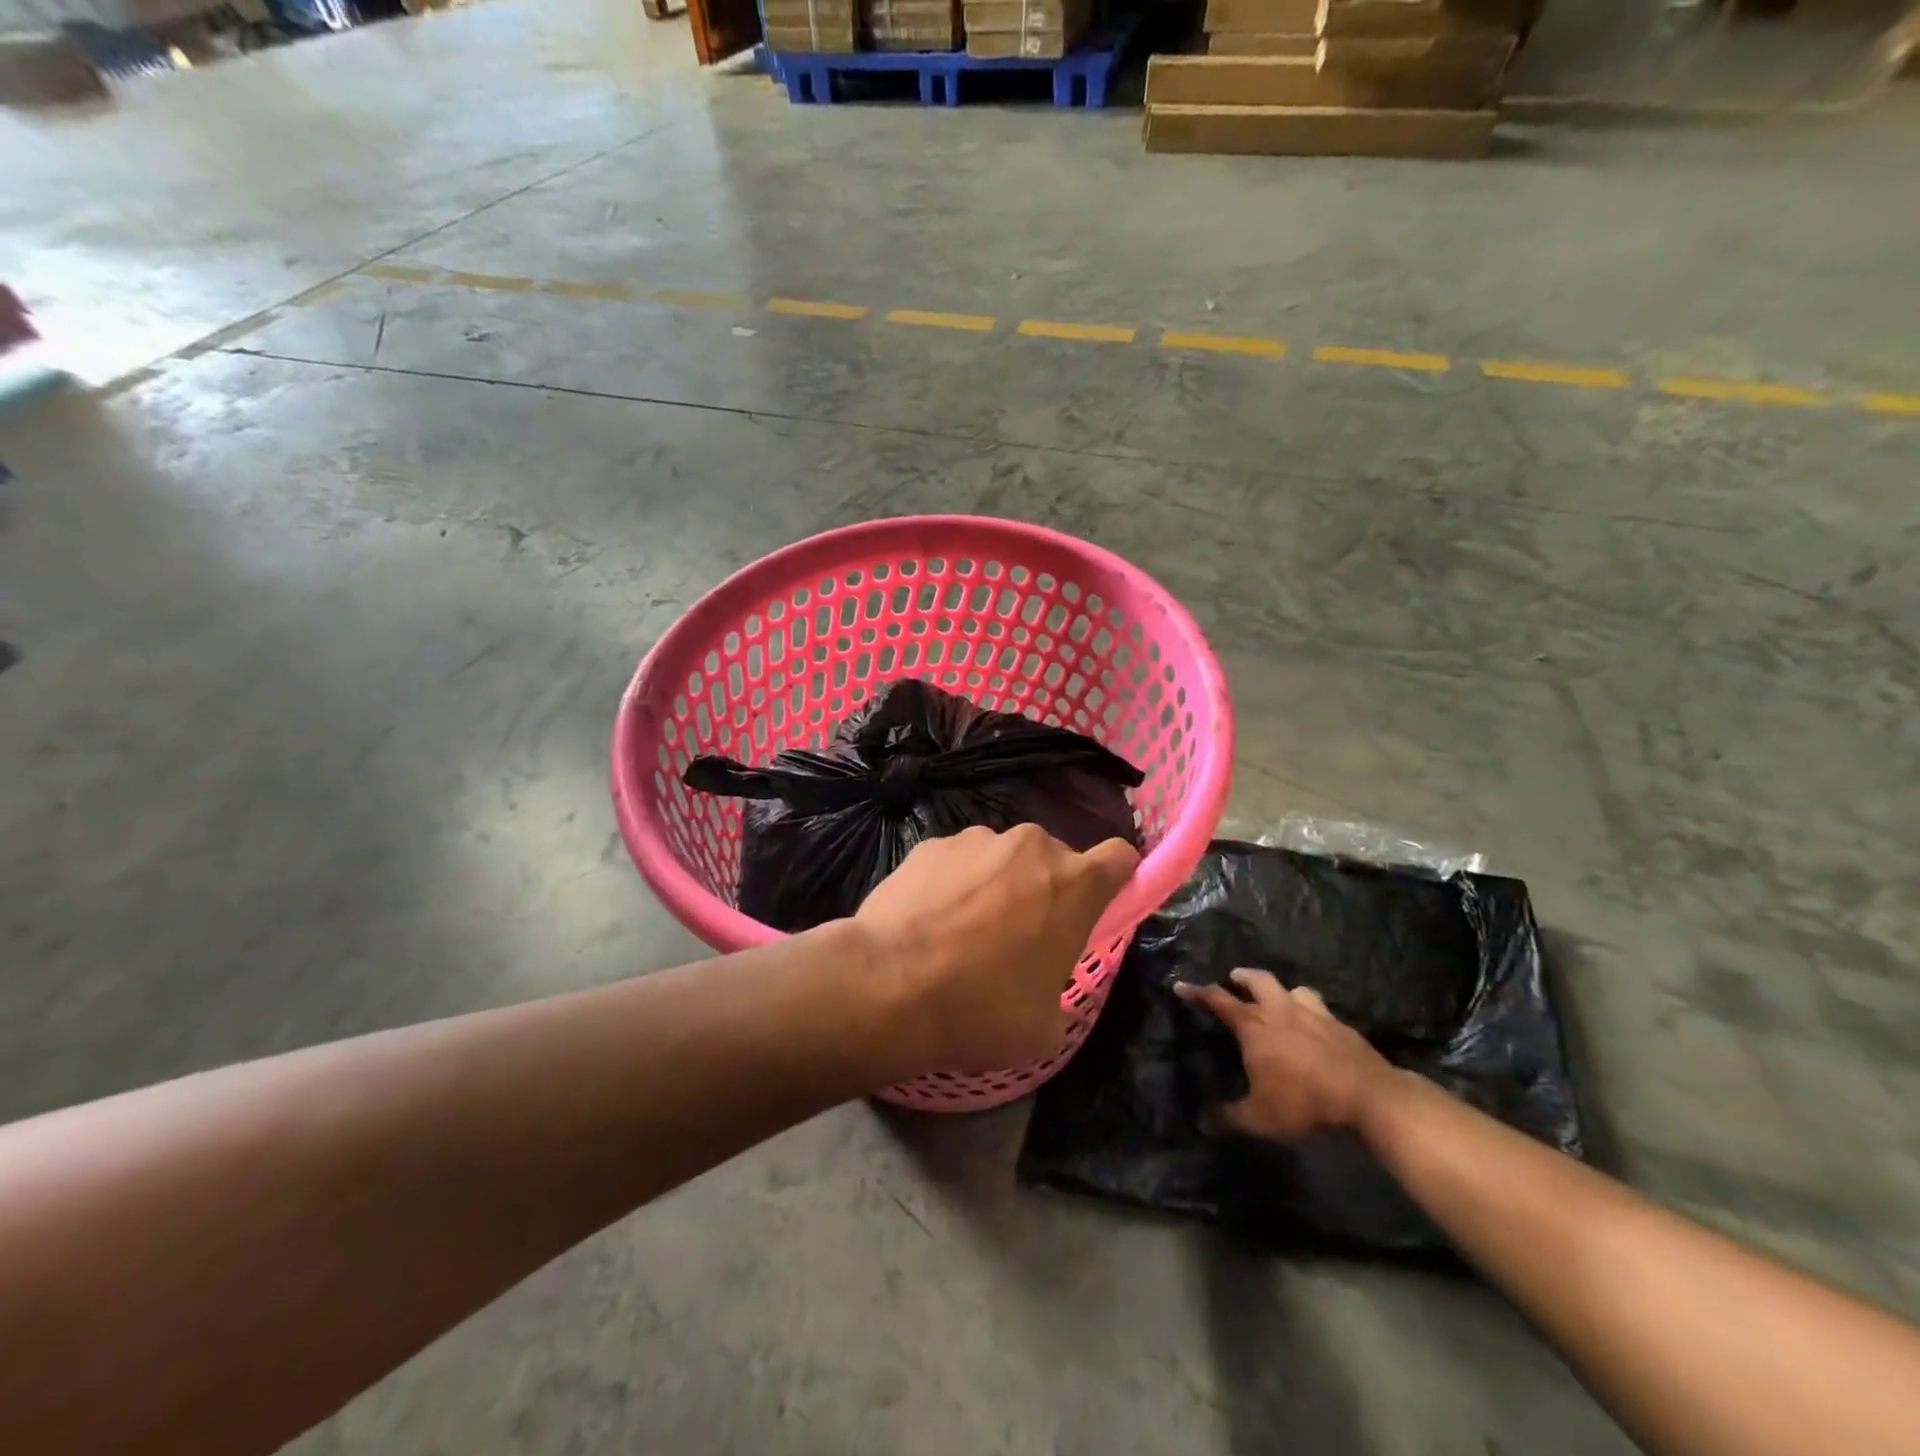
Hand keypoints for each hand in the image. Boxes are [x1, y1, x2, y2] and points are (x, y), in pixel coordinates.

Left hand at [852, 824, 1138, 1075]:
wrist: (888, 985)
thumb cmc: (981, 1009)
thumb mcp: (1045, 1026)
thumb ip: (1060, 987)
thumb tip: (1044, 982)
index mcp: (1074, 883)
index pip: (1121, 857)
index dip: (1117, 878)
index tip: (1099, 906)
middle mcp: (1030, 846)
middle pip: (1054, 860)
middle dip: (1045, 889)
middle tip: (1018, 937)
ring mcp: (976, 839)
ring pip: (1002, 859)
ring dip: (996, 885)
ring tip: (962, 932)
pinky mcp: (930, 844)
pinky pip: (957, 862)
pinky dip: (953, 884)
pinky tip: (928, 923)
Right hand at [1175, 969, 1397, 1141]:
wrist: (1368, 1097)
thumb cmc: (1305, 1103)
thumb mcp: (1260, 1119)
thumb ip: (1228, 1118)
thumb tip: (1200, 1121)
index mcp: (1253, 1026)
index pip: (1218, 1000)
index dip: (1197, 992)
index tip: (1182, 985)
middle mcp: (1279, 1010)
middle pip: (1257, 980)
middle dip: (1242, 977)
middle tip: (1234, 979)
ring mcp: (1313, 1013)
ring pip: (1291, 988)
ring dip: (1280, 990)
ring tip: (1277, 1000)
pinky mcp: (1340, 1024)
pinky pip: (1319, 1007)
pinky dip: (1310, 1010)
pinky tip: (1314, 1025)